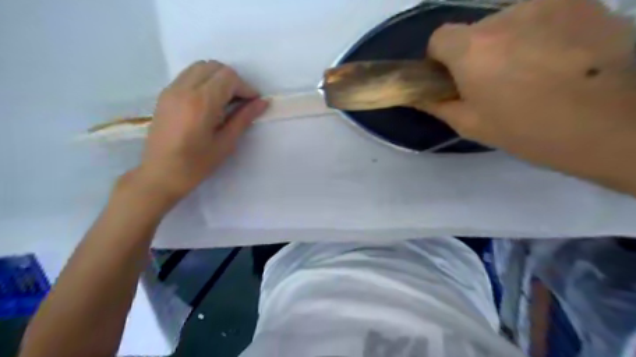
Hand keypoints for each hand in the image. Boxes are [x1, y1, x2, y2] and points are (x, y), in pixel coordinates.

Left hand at [135, 62, 266, 203]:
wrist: (160, 174)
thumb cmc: (196, 164)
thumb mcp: (225, 143)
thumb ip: (243, 118)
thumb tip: (262, 102)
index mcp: (201, 103)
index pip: (228, 77)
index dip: (246, 87)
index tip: (254, 103)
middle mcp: (184, 89)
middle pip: (215, 67)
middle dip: (233, 80)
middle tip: (241, 102)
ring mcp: (171, 89)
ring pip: (200, 67)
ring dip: (218, 78)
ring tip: (225, 101)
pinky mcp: (165, 94)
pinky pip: (189, 75)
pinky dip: (204, 81)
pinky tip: (209, 102)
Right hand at [421, 0, 635, 193]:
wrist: (614, 124)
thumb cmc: (528, 130)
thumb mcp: (472, 125)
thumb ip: (438, 105)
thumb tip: (419, 95)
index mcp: (471, 49)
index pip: (439, 37)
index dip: (441, 58)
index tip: (453, 77)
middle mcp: (504, 16)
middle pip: (475, 30)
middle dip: (477, 52)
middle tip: (497, 82)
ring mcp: (546, 2)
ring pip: (509, 21)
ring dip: (510, 41)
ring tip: (534, 71)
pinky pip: (542, 14)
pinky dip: (540, 31)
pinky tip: (560, 58)